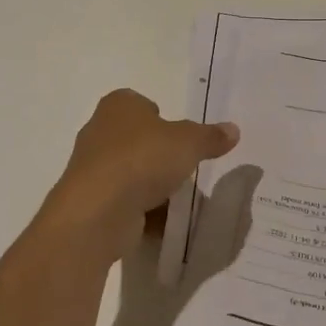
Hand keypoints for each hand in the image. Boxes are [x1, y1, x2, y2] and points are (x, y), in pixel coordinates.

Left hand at [42, 89, 239, 254]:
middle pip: (139, 140)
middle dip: (161, 155)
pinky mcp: (91, 201)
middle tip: (186, 168)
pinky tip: (164, 221)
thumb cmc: (142, 159)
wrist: (98, 211)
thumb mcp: (189, 143)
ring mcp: (93, 168)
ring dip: (153, 185)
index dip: (163, 118)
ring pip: (132, 172)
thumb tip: (233, 130)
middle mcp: (100, 131)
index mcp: (119, 106)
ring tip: (180, 199)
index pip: (142, 104)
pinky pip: (125, 201)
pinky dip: (143, 210)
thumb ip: (210, 136)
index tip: (182, 137)